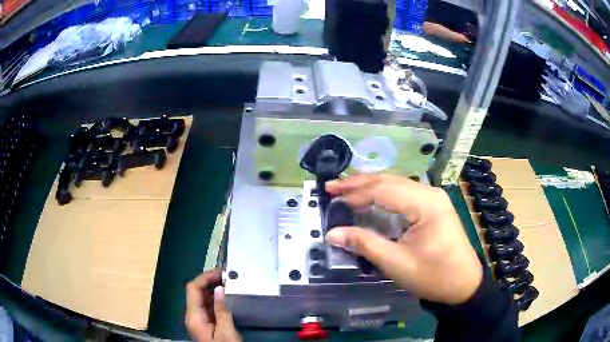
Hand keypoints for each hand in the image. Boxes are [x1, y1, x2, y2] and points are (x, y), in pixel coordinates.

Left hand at [185, 269, 241, 341]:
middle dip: (211, 281)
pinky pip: (208, 307)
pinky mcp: (206, 325)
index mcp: (194, 316)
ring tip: (231, 283)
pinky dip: (216, 299)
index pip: (193, 288)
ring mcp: (199, 320)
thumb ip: (221, 310)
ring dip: (214, 289)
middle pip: (196, 292)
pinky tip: (228, 297)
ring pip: (202, 299)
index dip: (205, 277)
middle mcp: (193, 315)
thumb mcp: (226, 332)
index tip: (223, 272)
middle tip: (230, 275)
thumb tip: (219, 289)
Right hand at [325, 174, 481, 304]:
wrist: (464, 284)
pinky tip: (370, 199)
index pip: (384, 190)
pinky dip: (384, 196)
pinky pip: (404, 194)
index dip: (355, 192)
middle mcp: (430, 193)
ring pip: (397, 185)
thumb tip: (332, 234)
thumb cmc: (433, 276)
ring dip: (371, 187)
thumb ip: (364, 244)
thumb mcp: (397, 263)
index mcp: (425, 203)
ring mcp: (433, 198)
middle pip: (390, 181)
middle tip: (333, 187)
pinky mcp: (433, 206)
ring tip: (346, 190)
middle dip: (359, 183)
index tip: (330, 194)